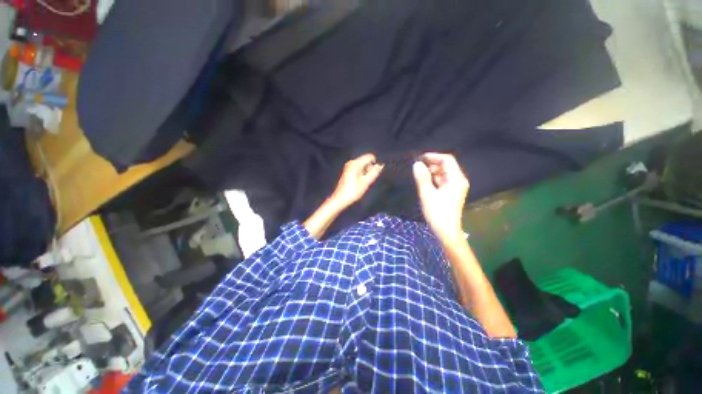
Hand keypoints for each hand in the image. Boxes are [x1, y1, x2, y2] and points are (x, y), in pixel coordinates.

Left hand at [330, 153, 383, 207]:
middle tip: (366, 181)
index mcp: (356, 163)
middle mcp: (351, 162)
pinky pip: (358, 170)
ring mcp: (349, 167)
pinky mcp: (347, 172)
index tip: (373, 175)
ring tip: (362, 183)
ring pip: (362, 166)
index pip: (370, 157)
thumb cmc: (354, 191)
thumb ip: (374, 172)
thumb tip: (380, 165)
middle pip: (366, 161)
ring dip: (365, 173)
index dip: (375, 165)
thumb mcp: (366, 182)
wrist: (340, 199)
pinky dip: (361, 175)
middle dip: (370, 170)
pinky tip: (359, 183)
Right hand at [412, 153, 468, 241]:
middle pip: (446, 166)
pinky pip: (441, 181)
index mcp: (456, 179)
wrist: (446, 231)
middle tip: (417, 168)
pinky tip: (424, 183)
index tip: (419, 159)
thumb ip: (422, 177)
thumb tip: (417, 164)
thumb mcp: (427, 194)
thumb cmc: (437, 212)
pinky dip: (433, 180)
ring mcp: (455, 187)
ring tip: (418, 175)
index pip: (447, 160)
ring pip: (443, 174)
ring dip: (431, 172)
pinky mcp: (450, 193)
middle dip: (431, 164)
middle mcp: (458, 180)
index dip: (433, 156)